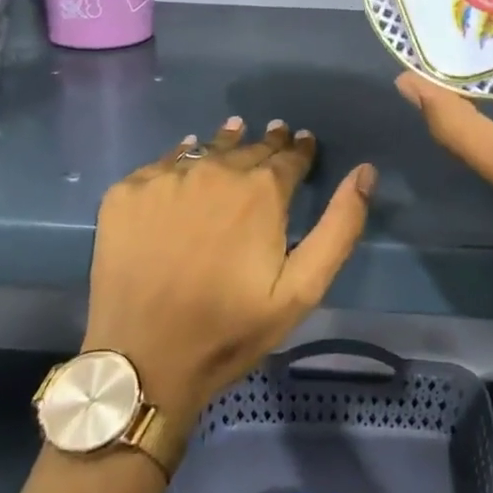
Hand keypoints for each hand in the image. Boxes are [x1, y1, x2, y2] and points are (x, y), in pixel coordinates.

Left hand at [82, 118, 376, 443]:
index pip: (289, 156)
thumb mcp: (302, 289)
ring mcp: (166, 178)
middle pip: (249, 147)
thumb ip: (339, 226)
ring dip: (227, 142)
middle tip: (276, 135)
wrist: (143, 360)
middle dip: (267, 143)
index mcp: (261, 190)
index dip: (300, 149)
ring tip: (236, 132)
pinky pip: (163, 163)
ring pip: (207, 149)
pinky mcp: (127, 192)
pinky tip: (187, 159)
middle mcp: (215, 170)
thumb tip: (365, 172)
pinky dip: (181, 158)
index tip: (304, 142)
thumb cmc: (231, 329)